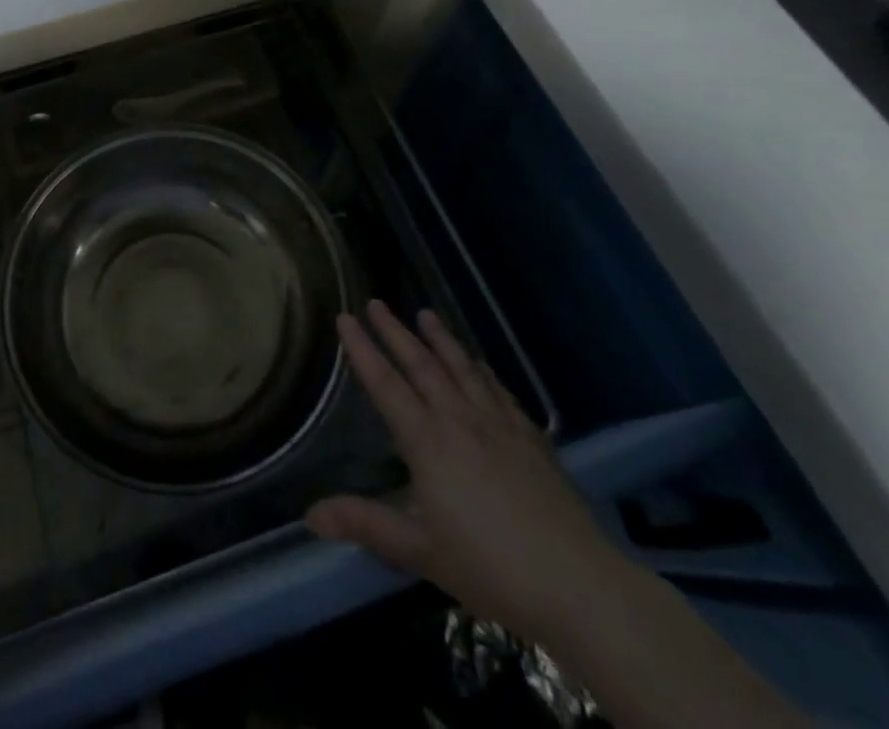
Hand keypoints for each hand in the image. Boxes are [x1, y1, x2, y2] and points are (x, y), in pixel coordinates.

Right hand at [307, 300, 627, 645]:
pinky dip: (483, 370)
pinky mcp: (532, 439)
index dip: (362, 349)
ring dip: (441, 338)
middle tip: (376, 302)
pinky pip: (500, 391)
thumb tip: (310, 514)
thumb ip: (365, 524)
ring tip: (426, 314)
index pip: (385, 383)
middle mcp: (460, 420)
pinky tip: (480, 364)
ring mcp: (500, 425)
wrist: (578, 585)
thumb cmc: (490, 568)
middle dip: (395, 331)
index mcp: (427, 441)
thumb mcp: (419, 551)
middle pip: (422, 364)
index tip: (345, 317)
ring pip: (463, 368)